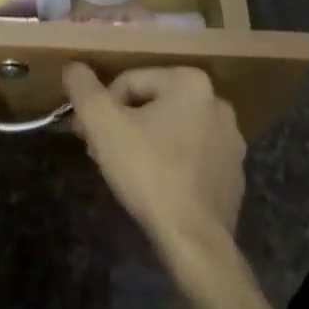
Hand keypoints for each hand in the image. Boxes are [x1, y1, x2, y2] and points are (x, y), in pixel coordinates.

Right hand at [63, 65, 243, 249]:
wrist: (194, 241)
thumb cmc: (148, 172)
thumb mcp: (102, 123)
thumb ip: (83, 87)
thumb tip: (74, 67)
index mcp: (190, 82)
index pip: (129, 82)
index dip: (102, 107)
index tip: (87, 135)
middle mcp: (218, 103)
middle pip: (151, 105)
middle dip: (123, 124)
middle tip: (101, 152)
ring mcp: (231, 141)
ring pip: (172, 130)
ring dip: (145, 142)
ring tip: (125, 171)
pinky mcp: (234, 173)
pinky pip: (192, 157)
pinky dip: (171, 164)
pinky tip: (155, 187)